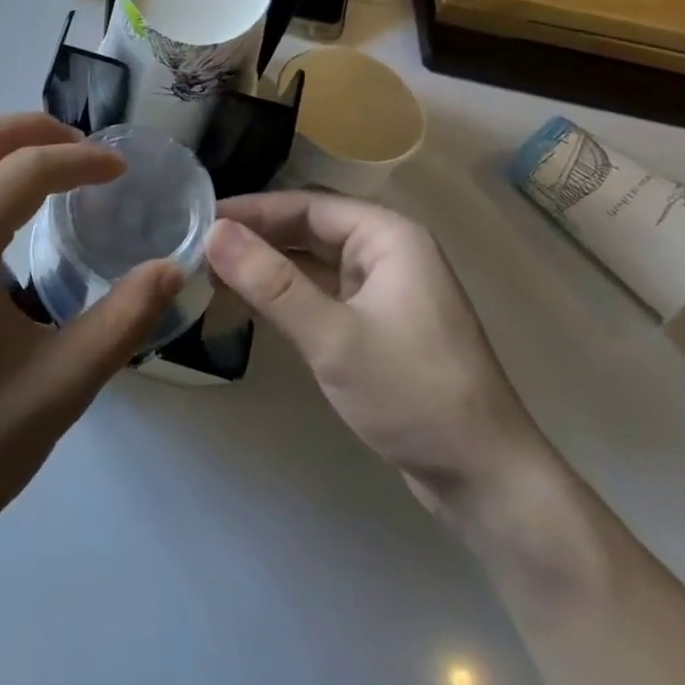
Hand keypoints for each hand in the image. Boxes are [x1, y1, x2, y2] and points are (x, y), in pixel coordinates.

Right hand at [206, 193, 545, 507]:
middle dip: (256, 237)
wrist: (485, 479)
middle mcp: (386, 252)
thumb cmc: (413, 394)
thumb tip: (214, 232)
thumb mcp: (333, 337)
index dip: (252, 210)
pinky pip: (321, 293)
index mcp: (387, 236)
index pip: (306, 205)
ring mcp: (382, 289)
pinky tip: (248, 302)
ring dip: (267, 266)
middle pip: (309, 229)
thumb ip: (271, 283)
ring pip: (313, 262)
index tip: (202, 219)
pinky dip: (285, 295)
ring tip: (212, 271)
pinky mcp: (376, 325)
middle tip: (199, 247)